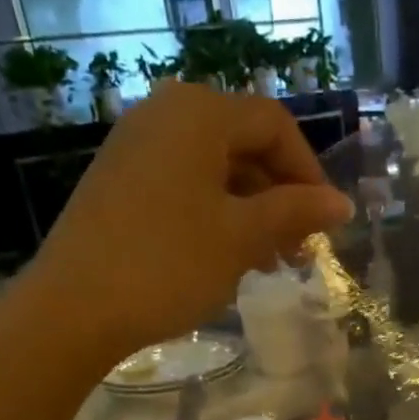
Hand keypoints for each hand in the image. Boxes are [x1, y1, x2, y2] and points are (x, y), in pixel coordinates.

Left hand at [28, 81, 354, 362]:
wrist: (76, 306)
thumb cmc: (169, 264)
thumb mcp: (242, 238)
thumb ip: (294, 213)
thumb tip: (342, 203)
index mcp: (198, 113)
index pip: (274, 125)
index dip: (308, 172)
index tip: (325, 224)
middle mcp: (165, 114)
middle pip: (243, 144)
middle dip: (279, 198)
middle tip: (298, 251)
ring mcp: (136, 147)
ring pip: (214, 170)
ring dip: (251, 212)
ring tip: (267, 264)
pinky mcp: (119, 181)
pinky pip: (183, 186)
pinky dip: (215, 216)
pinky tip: (224, 259)